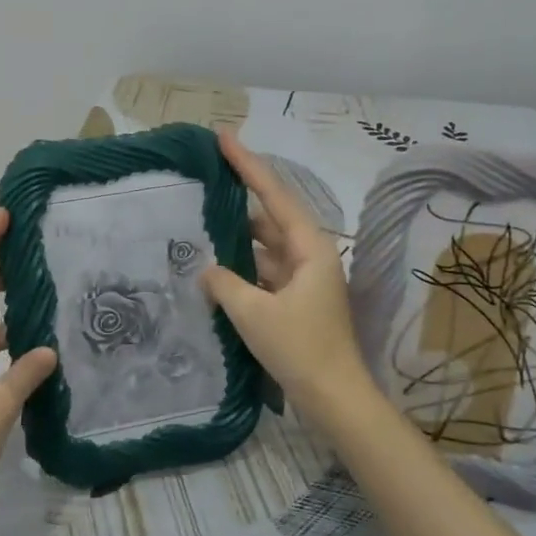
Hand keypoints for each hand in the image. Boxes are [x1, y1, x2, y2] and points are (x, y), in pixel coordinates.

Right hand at [200, 129, 374, 423]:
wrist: (334, 397)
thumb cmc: (300, 349)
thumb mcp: (254, 314)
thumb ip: (225, 283)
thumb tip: (207, 269)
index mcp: (309, 248)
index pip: (274, 195)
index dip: (248, 165)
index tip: (224, 137)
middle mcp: (310, 256)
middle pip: (271, 215)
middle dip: (241, 196)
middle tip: (206, 177)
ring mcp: (304, 280)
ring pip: (265, 246)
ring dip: (237, 235)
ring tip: (202, 219)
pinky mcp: (295, 301)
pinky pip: (263, 271)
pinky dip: (241, 266)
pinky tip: (215, 266)